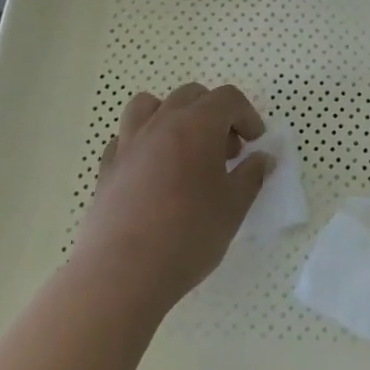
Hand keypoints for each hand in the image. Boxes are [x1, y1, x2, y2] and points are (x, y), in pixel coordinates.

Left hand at [74, 83, 270, 309]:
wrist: (122, 274)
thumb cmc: (188, 235)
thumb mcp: (234, 206)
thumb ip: (252, 175)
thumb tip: (262, 158)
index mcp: (197, 125)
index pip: (228, 98)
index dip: (247, 115)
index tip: (254, 143)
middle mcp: (161, 123)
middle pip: (191, 95)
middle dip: (214, 114)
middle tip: (226, 151)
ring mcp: (129, 143)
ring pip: (150, 105)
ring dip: (172, 116)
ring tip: (184, 148)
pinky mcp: (106, 168)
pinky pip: (126, 138)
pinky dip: (143, 144)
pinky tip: (152, 172)